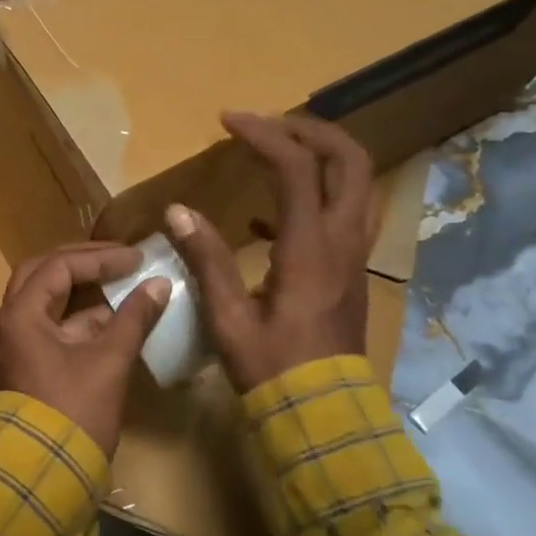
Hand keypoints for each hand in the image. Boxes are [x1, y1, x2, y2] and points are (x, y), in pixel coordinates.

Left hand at [0, 242, 171, 453]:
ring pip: (48, 302)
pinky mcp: (29, 365)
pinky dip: (80, 319)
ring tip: (122, 285)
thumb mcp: (108, 361)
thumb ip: (133, 318)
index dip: (99, 258)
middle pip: (44, 275)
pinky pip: (53, 327)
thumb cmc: (74, 412)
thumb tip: (159, 284)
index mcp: (21, 315)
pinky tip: (114, 320)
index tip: (135, 258)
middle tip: (118, 259)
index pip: (59, 266)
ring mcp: (17, 345)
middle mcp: (11, 323)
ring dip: (83, 292)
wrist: (44, 475)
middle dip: (83, 263)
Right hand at [165, 112, 375, 392]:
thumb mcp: (228, 316)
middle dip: (311, 131)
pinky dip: (314, 197)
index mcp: (310, 247)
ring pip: (357, 185)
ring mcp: (354, 256)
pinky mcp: (350, 272)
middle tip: (268, 125)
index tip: (227, 121)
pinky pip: (344, 215)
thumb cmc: (272, 368)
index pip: (295, 167)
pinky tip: (266, 218)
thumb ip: (205, 259)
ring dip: (322, 157)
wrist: (323, 413)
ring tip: (276, 153)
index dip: (263, 134)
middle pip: (350, 161)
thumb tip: (177, 210)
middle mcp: (342, 241)